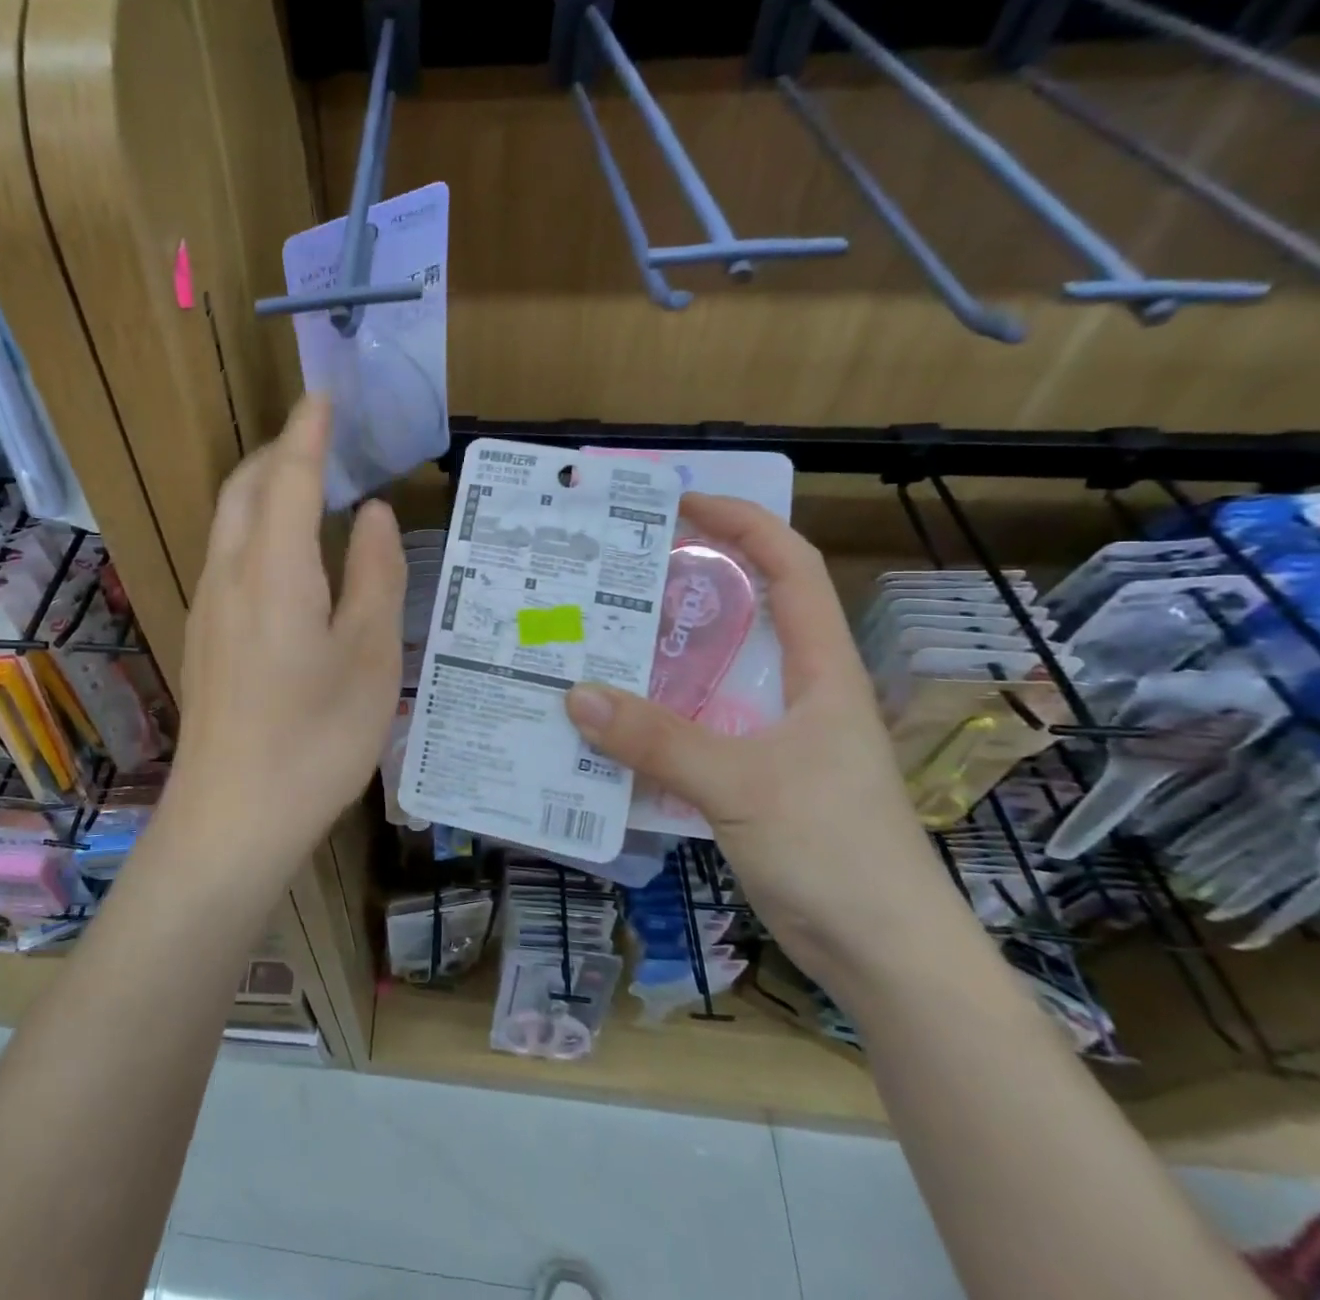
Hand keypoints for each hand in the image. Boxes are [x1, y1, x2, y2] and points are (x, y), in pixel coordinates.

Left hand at [171, 396, 406, 865]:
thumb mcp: (369, 656)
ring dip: (261, 487)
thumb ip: (372, 574)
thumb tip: (370, 512)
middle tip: (322, 439)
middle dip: (278, 451)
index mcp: (274, 569)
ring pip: (227, 520)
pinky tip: (284, 553)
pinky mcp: (203, 636)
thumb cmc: (316, 739)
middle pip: (244, 487)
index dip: (308, 430)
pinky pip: (225, 554)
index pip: (288, 474)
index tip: (325, 395)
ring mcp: (207, 606)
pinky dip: (253, 525)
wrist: (232, 818)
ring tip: (306, 484)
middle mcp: (228, 574)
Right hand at [564, 492, 969, 997]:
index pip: (790, 568)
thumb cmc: (836, 852)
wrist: (887, 958)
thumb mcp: (742, 784)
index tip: (682, 504)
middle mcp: (799, 691)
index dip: (743, 523)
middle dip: (687, 583)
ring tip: (598, 636)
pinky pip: (695, 725)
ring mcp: (776, 736)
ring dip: (661, 654)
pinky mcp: (754, 776)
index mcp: (820, 670)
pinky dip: (654, 715)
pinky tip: (610, 721)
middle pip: (745, 613)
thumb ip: (658, 739)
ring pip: (713, 673)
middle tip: (615, 572)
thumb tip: (575, 694)